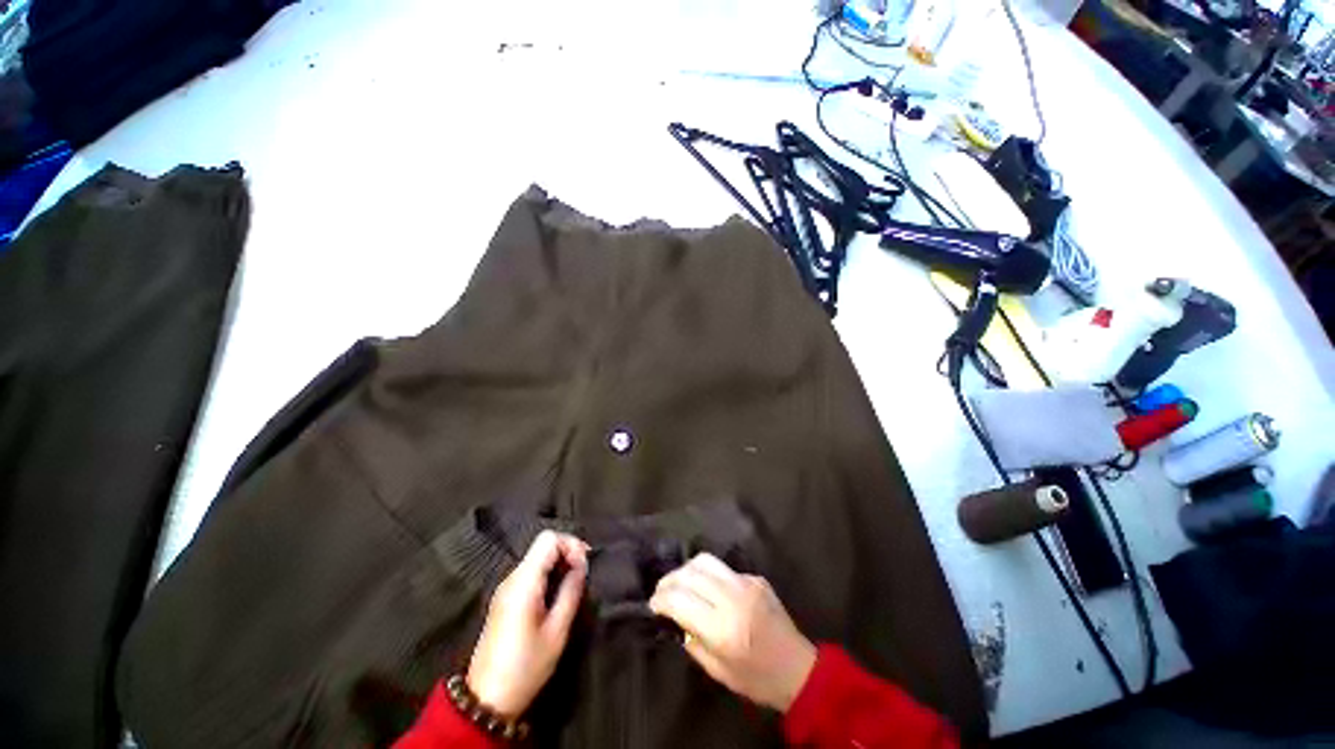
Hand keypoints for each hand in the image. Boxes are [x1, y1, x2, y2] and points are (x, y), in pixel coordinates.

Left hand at [467, 531, 588, 717]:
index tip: (584, 565)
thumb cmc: (526, 666)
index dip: (571, 544)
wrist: (487, 700)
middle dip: (567, 552)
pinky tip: (557, 593)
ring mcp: (506, 588)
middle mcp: (512, 578)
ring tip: (574, 584)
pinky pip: (530, 572)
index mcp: (523, 581)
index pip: (549, 539)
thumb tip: (582, 565)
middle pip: (543, 545)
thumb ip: (571, 590)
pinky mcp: (505, 599)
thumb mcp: (557, 630)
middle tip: (583, 573)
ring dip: (559, 563)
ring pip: (537, 558)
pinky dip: (548, 574)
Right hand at [649, 553, 816, 712]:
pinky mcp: (756, 577)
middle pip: (691, 573)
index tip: (653, 605)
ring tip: (679, 582)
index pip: (681, 600)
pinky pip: (724, 568)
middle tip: (661, 591)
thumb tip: (675, 617)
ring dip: (686, 569)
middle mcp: (733, 598)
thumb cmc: (756, 679)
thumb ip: (693, 641)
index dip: (661, 599)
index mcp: (723, 629)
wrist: (798, 668)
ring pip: (706, 561)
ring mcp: (747, 583)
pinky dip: (708, 575)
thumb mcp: (717, 670)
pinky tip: (707, 588)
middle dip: (670, 580)